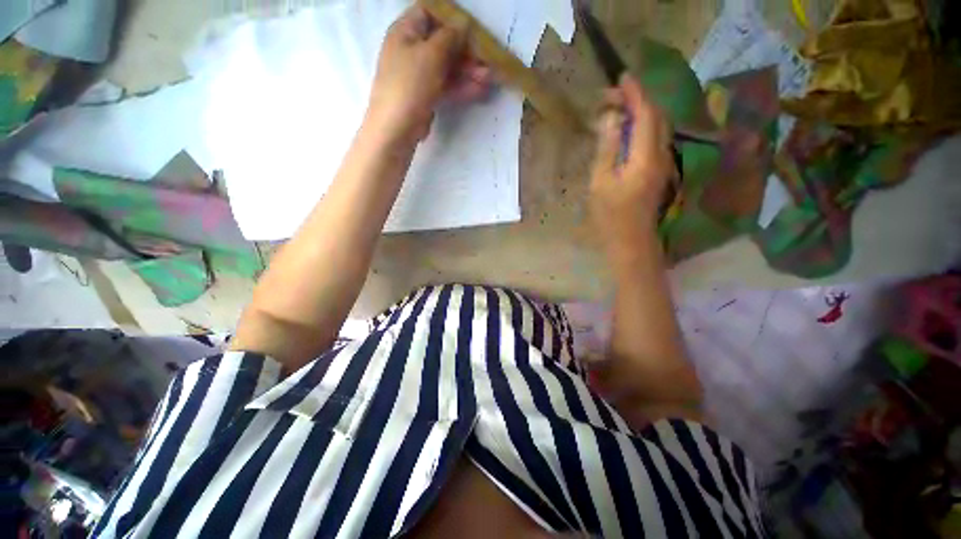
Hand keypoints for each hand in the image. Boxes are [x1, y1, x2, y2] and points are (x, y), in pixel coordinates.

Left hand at [367, 6, 491, 142]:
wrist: (396, 128)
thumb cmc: (410, 84)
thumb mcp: (431, 54)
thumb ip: (450, 37)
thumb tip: (463, 25)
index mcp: (405, 32)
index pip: (429, 14)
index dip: (451, 19)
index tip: (471, 30)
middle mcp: (411, 50)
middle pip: (442, 44)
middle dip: (466, 52)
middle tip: (488, 61)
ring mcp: (419, 76)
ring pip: (447, 68)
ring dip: (469, 72)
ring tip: (489, 79)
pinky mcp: (426, 96)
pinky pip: (446, 86)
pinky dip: (462, 87)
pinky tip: (480, 91)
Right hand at [589, 74, 674, 252]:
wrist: (630, 240)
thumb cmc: (610, 215)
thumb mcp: (600, 182)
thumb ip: (607, 148)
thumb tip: (610, 118)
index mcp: (645, 156)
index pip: (645, 114)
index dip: (635, 93)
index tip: (622, 77)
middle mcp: (661, 154)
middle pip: (656, 116)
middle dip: (637, 100)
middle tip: (612, 96)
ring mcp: (662, 163)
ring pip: (658, 127)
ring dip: (641, 112)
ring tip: (618, 109)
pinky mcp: (658, 171)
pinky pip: (654, 139)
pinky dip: (642, 127)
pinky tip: (627, 131)